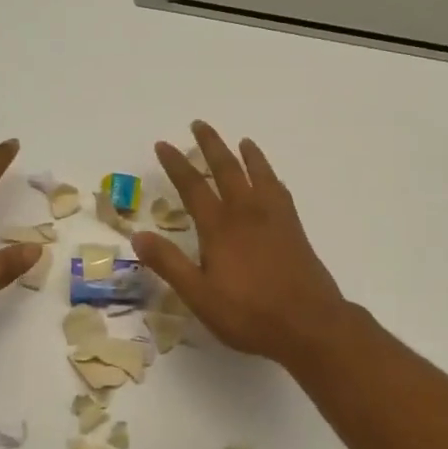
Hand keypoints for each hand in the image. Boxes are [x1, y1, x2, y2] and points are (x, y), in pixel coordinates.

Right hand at [130, 121, 350, 368]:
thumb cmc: (249, 314)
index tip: (163, 144)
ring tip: (242, 141)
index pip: (192, 187)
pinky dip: (272, 177)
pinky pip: (280, 191)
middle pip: (227, 169)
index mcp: (219, 228)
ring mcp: (274, 218)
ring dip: (247, 155)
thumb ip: (169, 264)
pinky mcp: (294, 229)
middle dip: (211, 145)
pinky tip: (273, 180)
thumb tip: (138, 236)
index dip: (176, 164)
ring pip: (259, 174)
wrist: (310, 324)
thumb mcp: (199, 296)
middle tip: (199, 124)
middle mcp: (246, 213)